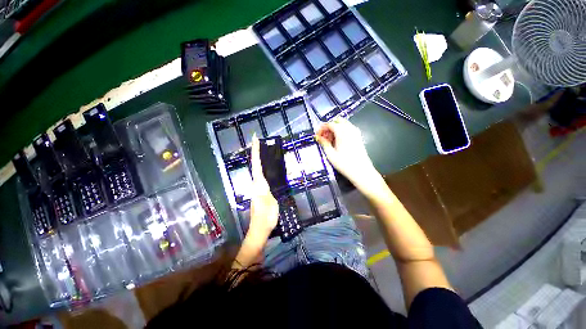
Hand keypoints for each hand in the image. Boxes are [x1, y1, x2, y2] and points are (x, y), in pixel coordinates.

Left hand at [248, 135, 278, 239]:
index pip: (257, 164)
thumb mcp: (270, 203)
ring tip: (267, 152)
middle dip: (257, 153)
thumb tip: (266, 180)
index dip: (256, 151)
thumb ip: (268, 191)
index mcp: (259, 184)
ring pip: (259, 170)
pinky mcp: (261, 191)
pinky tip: (271, 168)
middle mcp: (257, 184)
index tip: (255, 139)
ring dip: (262, 160)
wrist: (260, 229)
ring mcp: (258, 188)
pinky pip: (263, 176)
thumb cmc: (266, 217)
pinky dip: (266, 169)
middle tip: (260, 142)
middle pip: (256, 165)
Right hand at [315, 118, 382, 195]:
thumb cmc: (345, 164)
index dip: (322, 128)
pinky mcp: (358, 137)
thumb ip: (324, 143)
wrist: (361, 171)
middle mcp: (350, 129)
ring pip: (343, 124)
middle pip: (337, 121)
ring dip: (335, 129)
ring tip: (329, 140)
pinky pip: (348, 129)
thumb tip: (318, 137)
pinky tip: (337, 142)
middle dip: (328, 127)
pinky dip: (341, 131)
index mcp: (342, 132)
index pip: (330, 124)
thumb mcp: (331, 154)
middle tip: (323, 137)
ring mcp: (355, 133)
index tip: (317, 135)